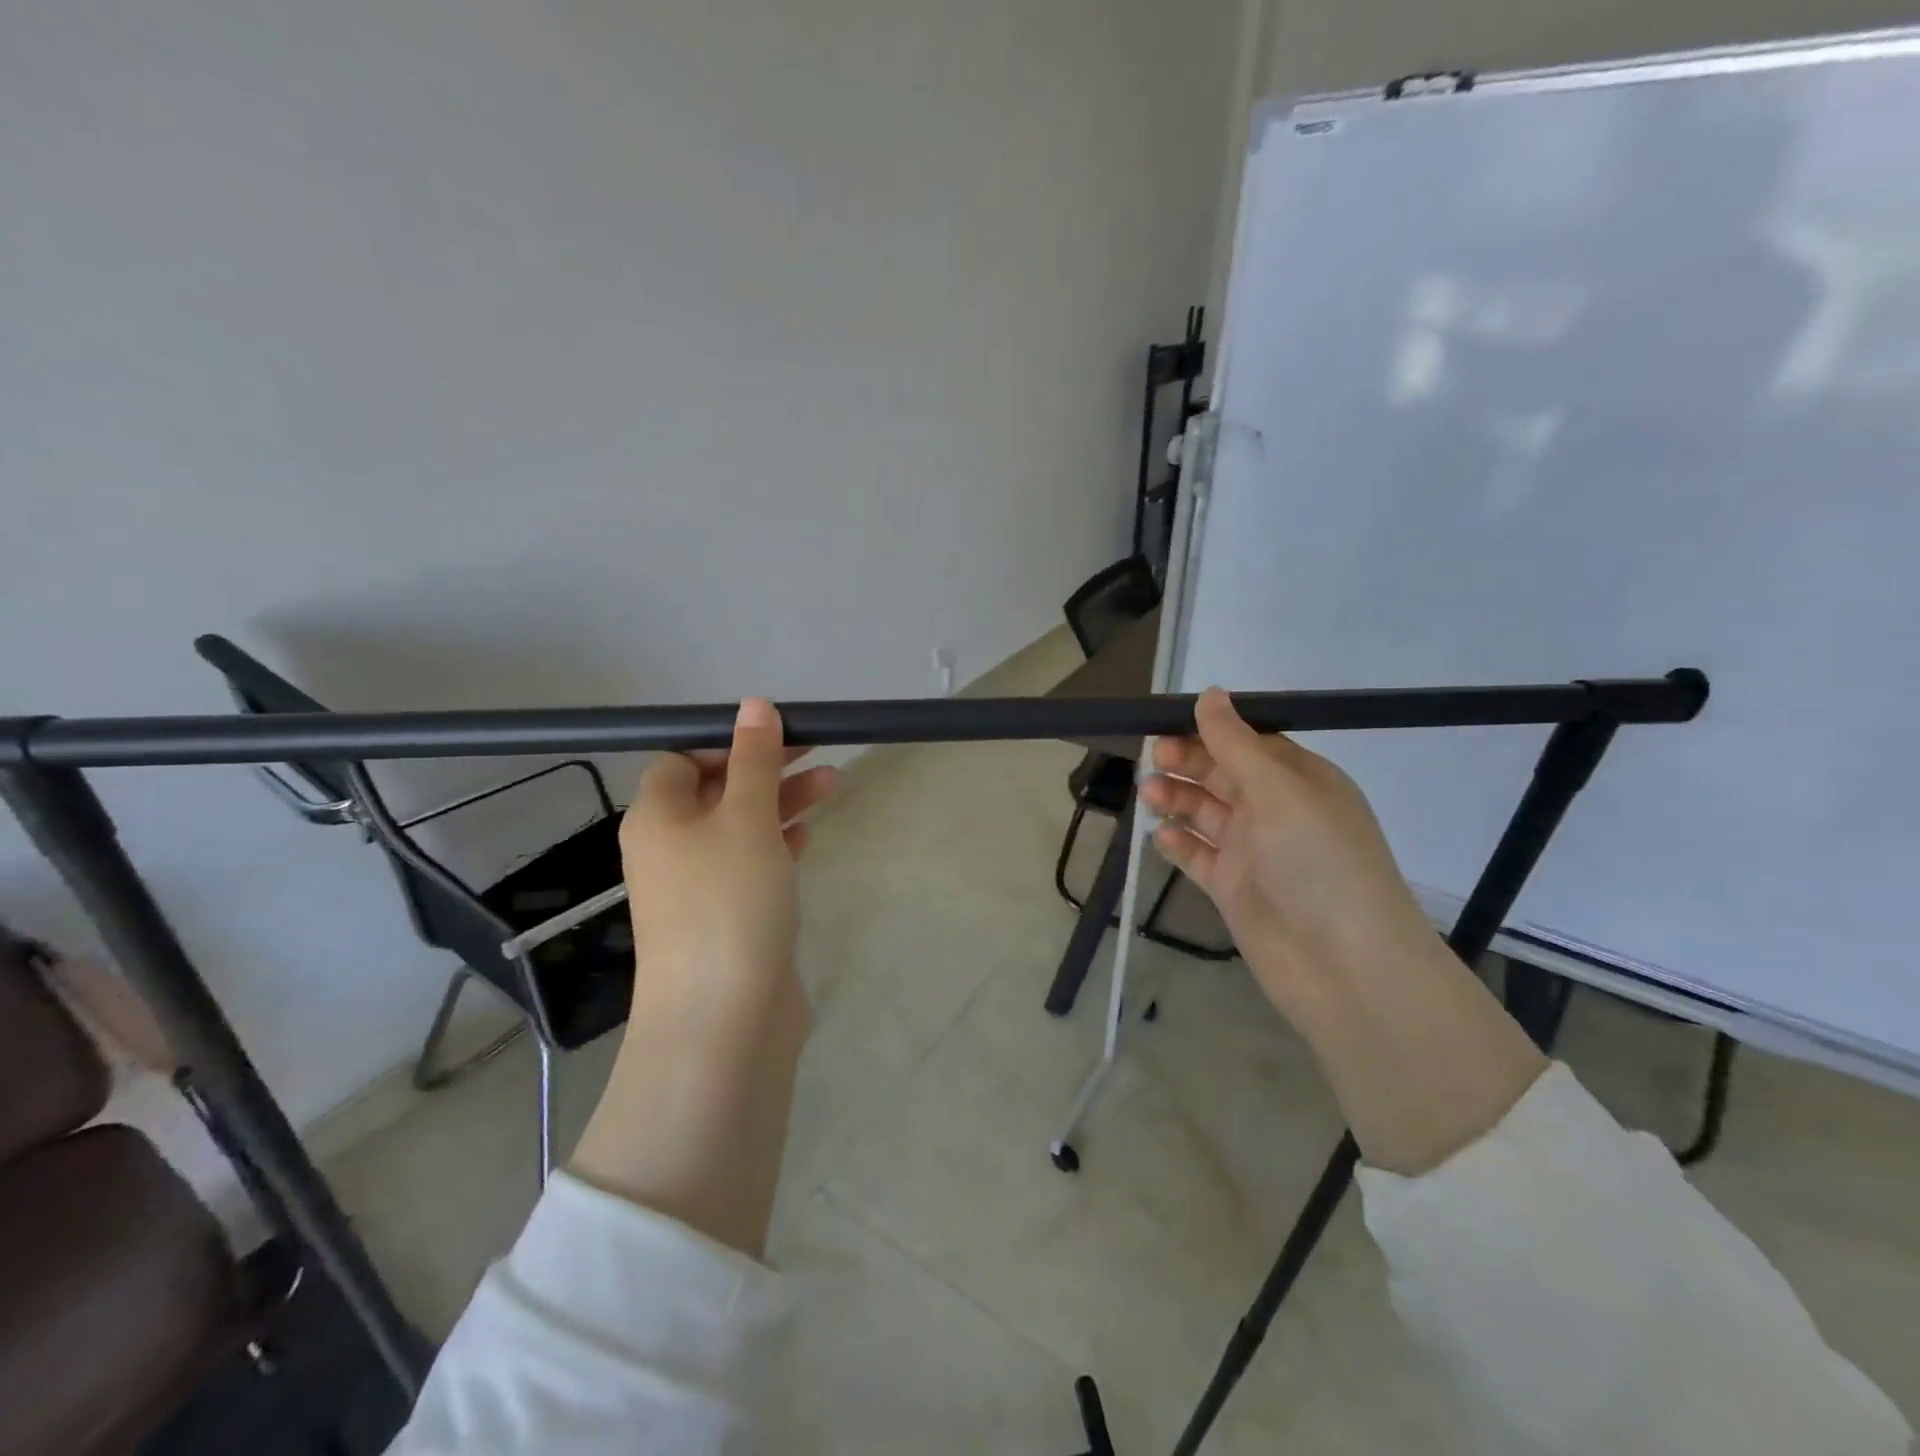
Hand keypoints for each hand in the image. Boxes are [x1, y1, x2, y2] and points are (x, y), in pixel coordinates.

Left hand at [618, 697, 836, 1021]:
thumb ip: (754, 760)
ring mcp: (698, 887)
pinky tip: (808, 836)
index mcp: (658, 818)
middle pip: (716, 790)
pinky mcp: (727, 918)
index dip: (726, 741)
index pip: (681, 759)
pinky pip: (751, 864)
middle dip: (766, 767)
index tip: (776, 734)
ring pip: (740, 827)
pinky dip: (778, 844)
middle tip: (818, 747)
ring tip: (833, 783)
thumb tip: (754, 704)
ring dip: (781, 801)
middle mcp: (670, 848)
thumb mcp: (746, 818)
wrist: (724, 1020)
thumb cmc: (729, 903)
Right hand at [1140, 687, 1439, 1018]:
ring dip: (1177, 799)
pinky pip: (1200, 857)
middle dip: (1187, 763)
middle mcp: (1278, 812)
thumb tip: (1211, 693)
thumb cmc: (1317, 861)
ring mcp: (1255, 852)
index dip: (1210, 730)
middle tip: (1152, 758)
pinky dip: (1179, 844)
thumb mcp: (1279, 790)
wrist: (1343, 966)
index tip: (1166, 723)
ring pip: (1206, 814)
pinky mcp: (1235, 889)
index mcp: (1301, 781)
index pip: (1250, 742)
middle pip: (1223, 775)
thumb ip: (1236, 743)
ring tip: (1148, 794)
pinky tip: (1157, 836)